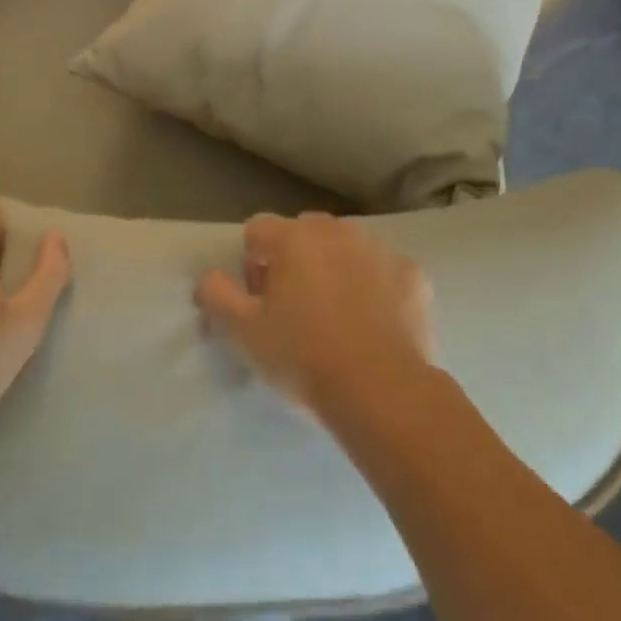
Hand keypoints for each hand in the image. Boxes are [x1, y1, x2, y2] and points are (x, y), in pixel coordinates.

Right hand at [195, 212, 433, 420]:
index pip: (257, 231)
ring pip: (346, 249)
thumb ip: (216, 296)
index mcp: (293, 236)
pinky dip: (377, 289)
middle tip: (295, 311)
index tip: (259, 302)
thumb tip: (207, 278)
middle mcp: (336, 230)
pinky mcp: (413, 274)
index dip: (252, 264)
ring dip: (336, 271)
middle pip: (303, 234)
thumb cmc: (304, 356)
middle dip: (294, 262)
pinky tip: (376, 325)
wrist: (382, 390)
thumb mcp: (245, 333)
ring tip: (337, 320)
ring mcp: (378, 249)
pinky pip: (385, 273)